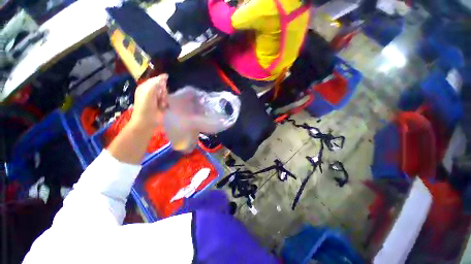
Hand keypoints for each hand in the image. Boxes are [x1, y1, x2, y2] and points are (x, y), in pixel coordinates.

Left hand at [130, 74, 168, 129]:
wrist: (147, 120)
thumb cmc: (145, 105)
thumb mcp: (149, 91)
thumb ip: (156, 82)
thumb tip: (165, 76)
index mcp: (145, 87)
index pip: (156, 80)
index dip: (161, 83)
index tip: (162, 88)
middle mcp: (151, 92)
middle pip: (162, 87)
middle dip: (163, 92)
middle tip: (160, 97)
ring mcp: (156, 99)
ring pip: (165, 94)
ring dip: (164, 98)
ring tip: (161, 104)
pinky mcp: (161, 105)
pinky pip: (167, 100)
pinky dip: (166, 103)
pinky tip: (163, 106)